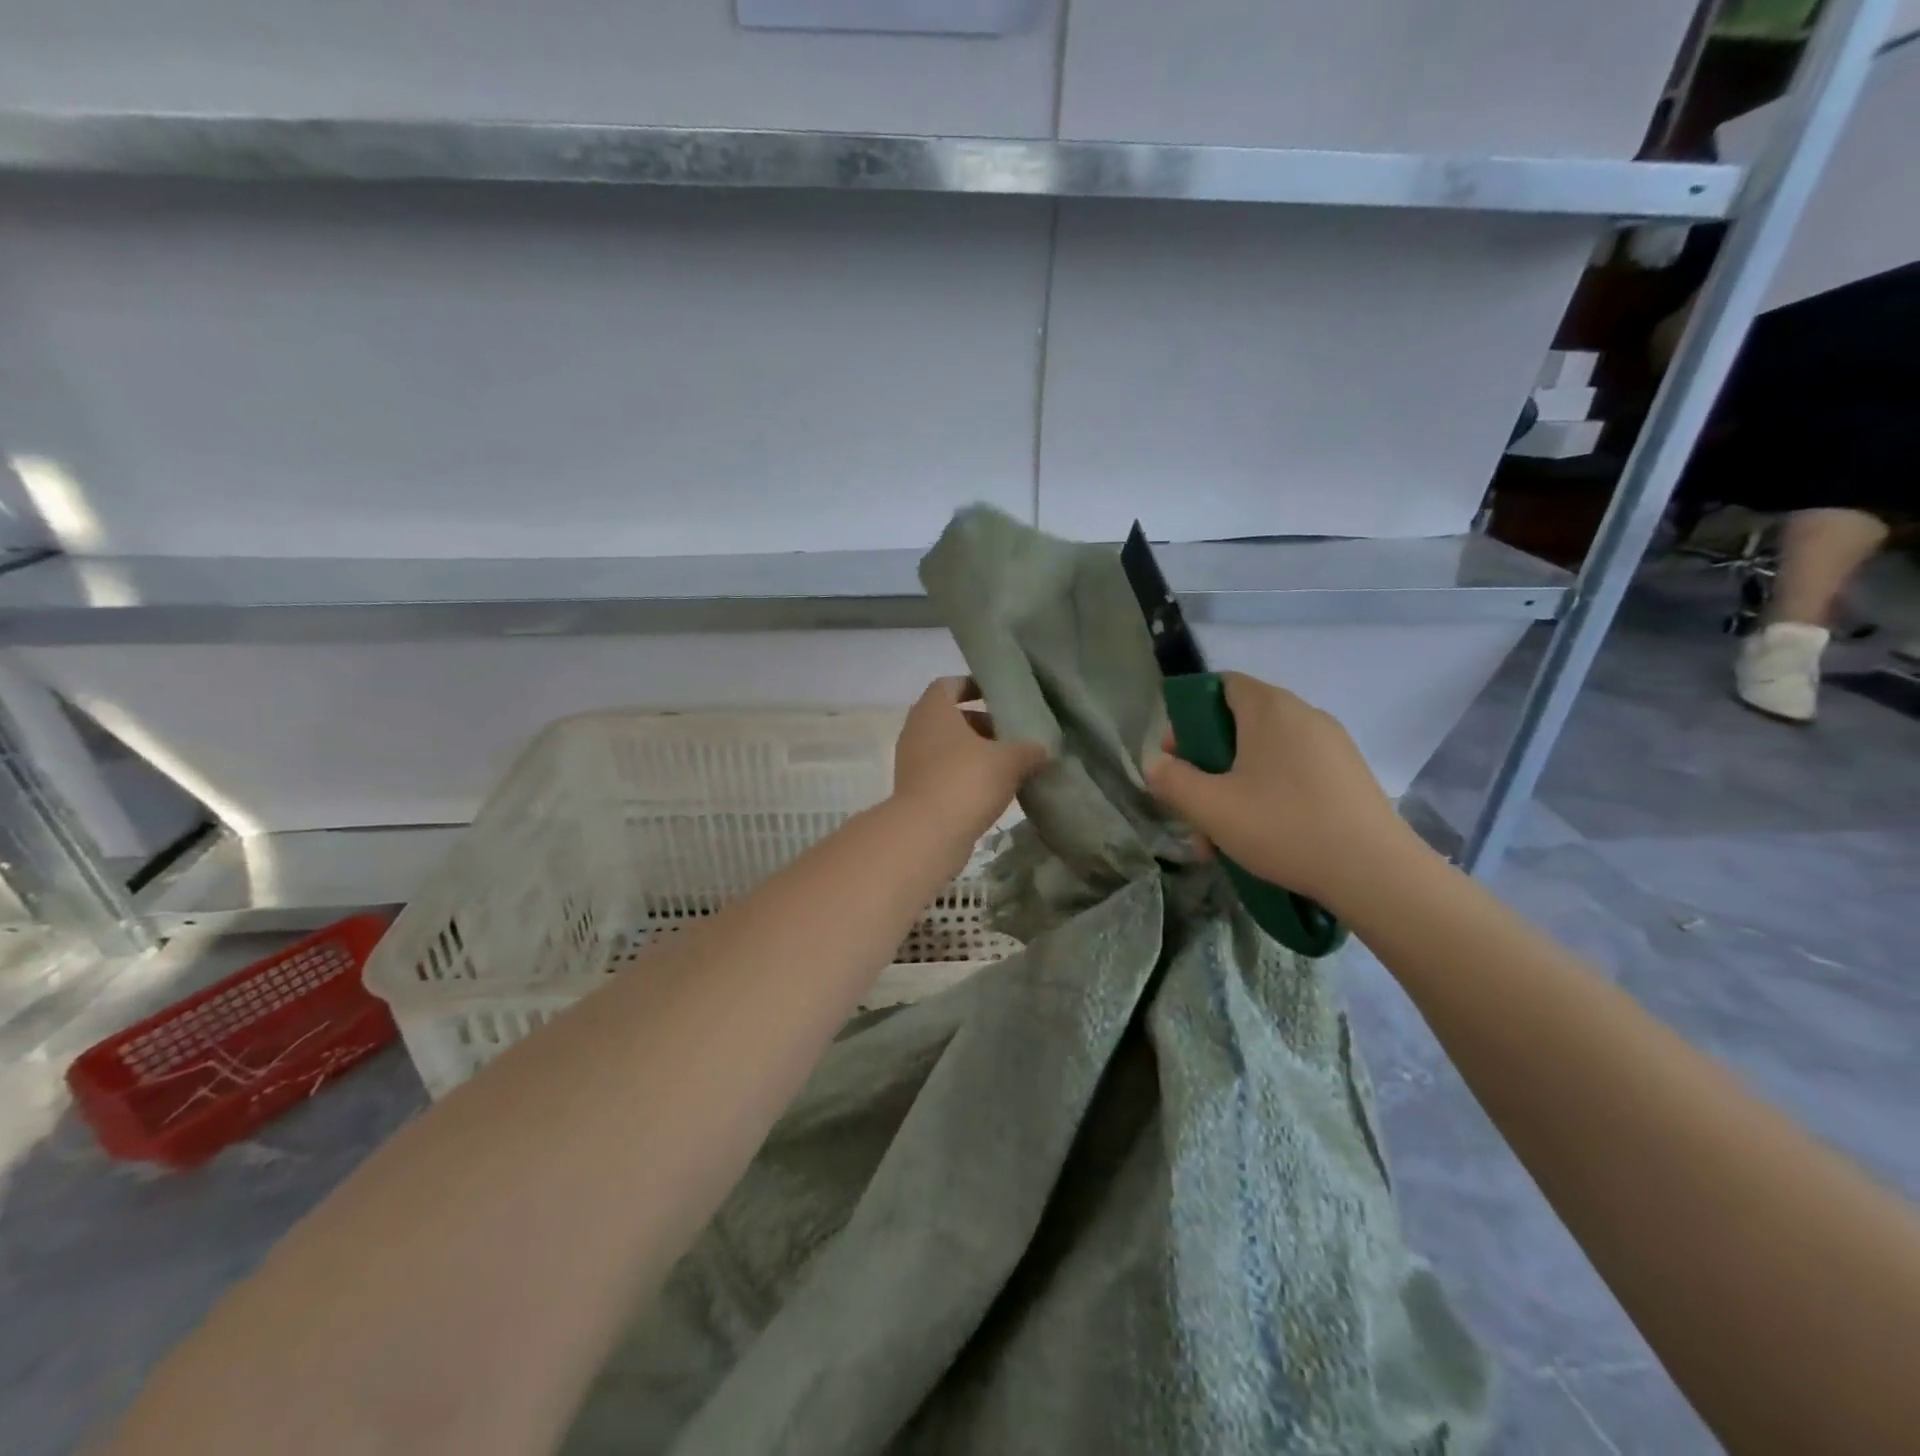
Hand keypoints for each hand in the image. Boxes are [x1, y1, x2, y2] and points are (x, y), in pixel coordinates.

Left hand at [893, 677, 1047, 844]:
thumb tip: (1043, 750)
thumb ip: (1028, 750)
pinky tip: (992, 790)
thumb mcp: (1009, 760)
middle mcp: (916, 730)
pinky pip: (943, 773)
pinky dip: (964, 775)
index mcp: (933, 710)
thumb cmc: (966, 780)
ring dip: (974, 752)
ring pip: (947, 747)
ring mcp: (911, 762)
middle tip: (1011, 734)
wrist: (927, 834)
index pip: (949, 685)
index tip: (998, 696)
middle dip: (981, 723)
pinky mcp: (915, 791)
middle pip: (950, 718)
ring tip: (1007, 764)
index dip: (973, 686)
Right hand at [1144, 671, 1415, 912]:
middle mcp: (1304, 715)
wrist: (1375, 873)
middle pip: (1240, 724)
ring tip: (1220, 837)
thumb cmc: (1283, 826)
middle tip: (1194, 802)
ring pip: (1264, 756)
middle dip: (1208, 763)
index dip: (1190, 714)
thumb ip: (1172, 781)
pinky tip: (1260, 839)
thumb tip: (1157, 766)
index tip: (1178, 755)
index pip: (1222, 684)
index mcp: (1270, 708)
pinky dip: (1267, 796)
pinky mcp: (1348, 776)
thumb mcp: (1210, 807)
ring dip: (1234, 788)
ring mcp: (1332, 746)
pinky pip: (1293, 774)